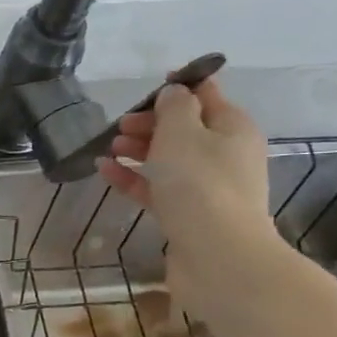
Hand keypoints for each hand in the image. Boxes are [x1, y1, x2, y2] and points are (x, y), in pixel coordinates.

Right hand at [94, 76, 282, 320]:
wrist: (216, 252)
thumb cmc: (199, 183)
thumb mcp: (182, 132)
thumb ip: (174, 107)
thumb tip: (173, 94)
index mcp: (232, 127)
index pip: (207, 95)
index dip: (180, 86)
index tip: (150, 84)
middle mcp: (225, 153)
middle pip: (185, 128)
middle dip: (151, 122)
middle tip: (120, 124)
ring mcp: (206, 186)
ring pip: (168, 158)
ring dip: (139, 149)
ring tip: (109, 147)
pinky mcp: (186, 212)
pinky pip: (156, 187)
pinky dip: (132, 177)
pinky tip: (104, 170)